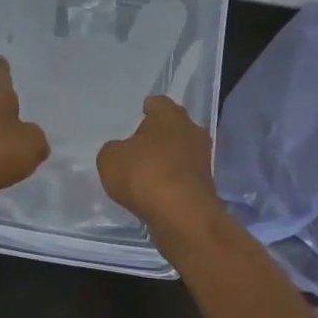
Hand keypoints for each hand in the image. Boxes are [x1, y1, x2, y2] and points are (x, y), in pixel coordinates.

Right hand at [97, 95, 217, 230]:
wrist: (181, 215)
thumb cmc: (144, 174)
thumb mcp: (110, 159)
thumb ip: (114, 150)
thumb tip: (121, 153)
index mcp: (170, 115)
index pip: (159, 103)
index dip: (148, 108)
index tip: (141, 113)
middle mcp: (192, 131)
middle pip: (175, 127)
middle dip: (161, 134)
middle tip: (142, 143)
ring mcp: (203, 159)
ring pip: (182, 152)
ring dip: (169, 158)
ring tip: (148, 169)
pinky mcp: (206, 186)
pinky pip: (184, 176)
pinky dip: (173, 181)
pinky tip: (158, 190)